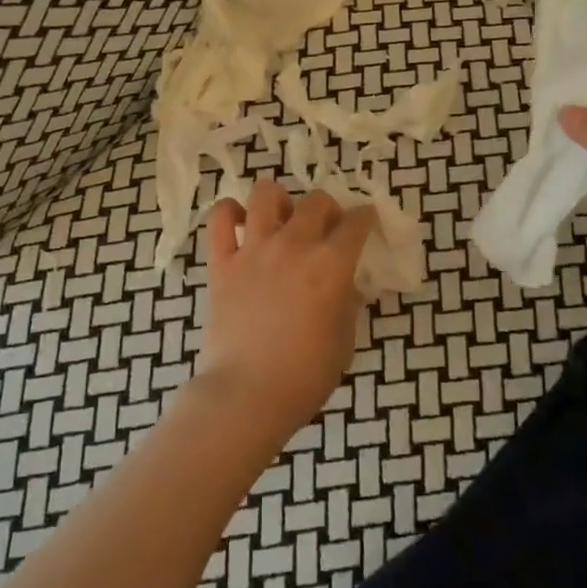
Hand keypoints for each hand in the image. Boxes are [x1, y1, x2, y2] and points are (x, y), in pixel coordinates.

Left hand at [195, 180, 378, 439]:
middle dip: (328, 209)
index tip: (365, 222)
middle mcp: (295, 245)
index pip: (357, 222)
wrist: (248, 394)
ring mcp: (254, 250)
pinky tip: (241, 224)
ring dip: (280, 200)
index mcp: (332, 264)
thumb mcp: (345, 340)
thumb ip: (347, 302)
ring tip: (282, 220)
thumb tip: (345, 284)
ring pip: (266, 193)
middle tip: (326, 229)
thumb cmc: (306, 375)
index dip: (366, 218)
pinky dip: (230, 213)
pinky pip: (220, 219)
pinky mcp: (222, 262)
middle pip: (316, 201)